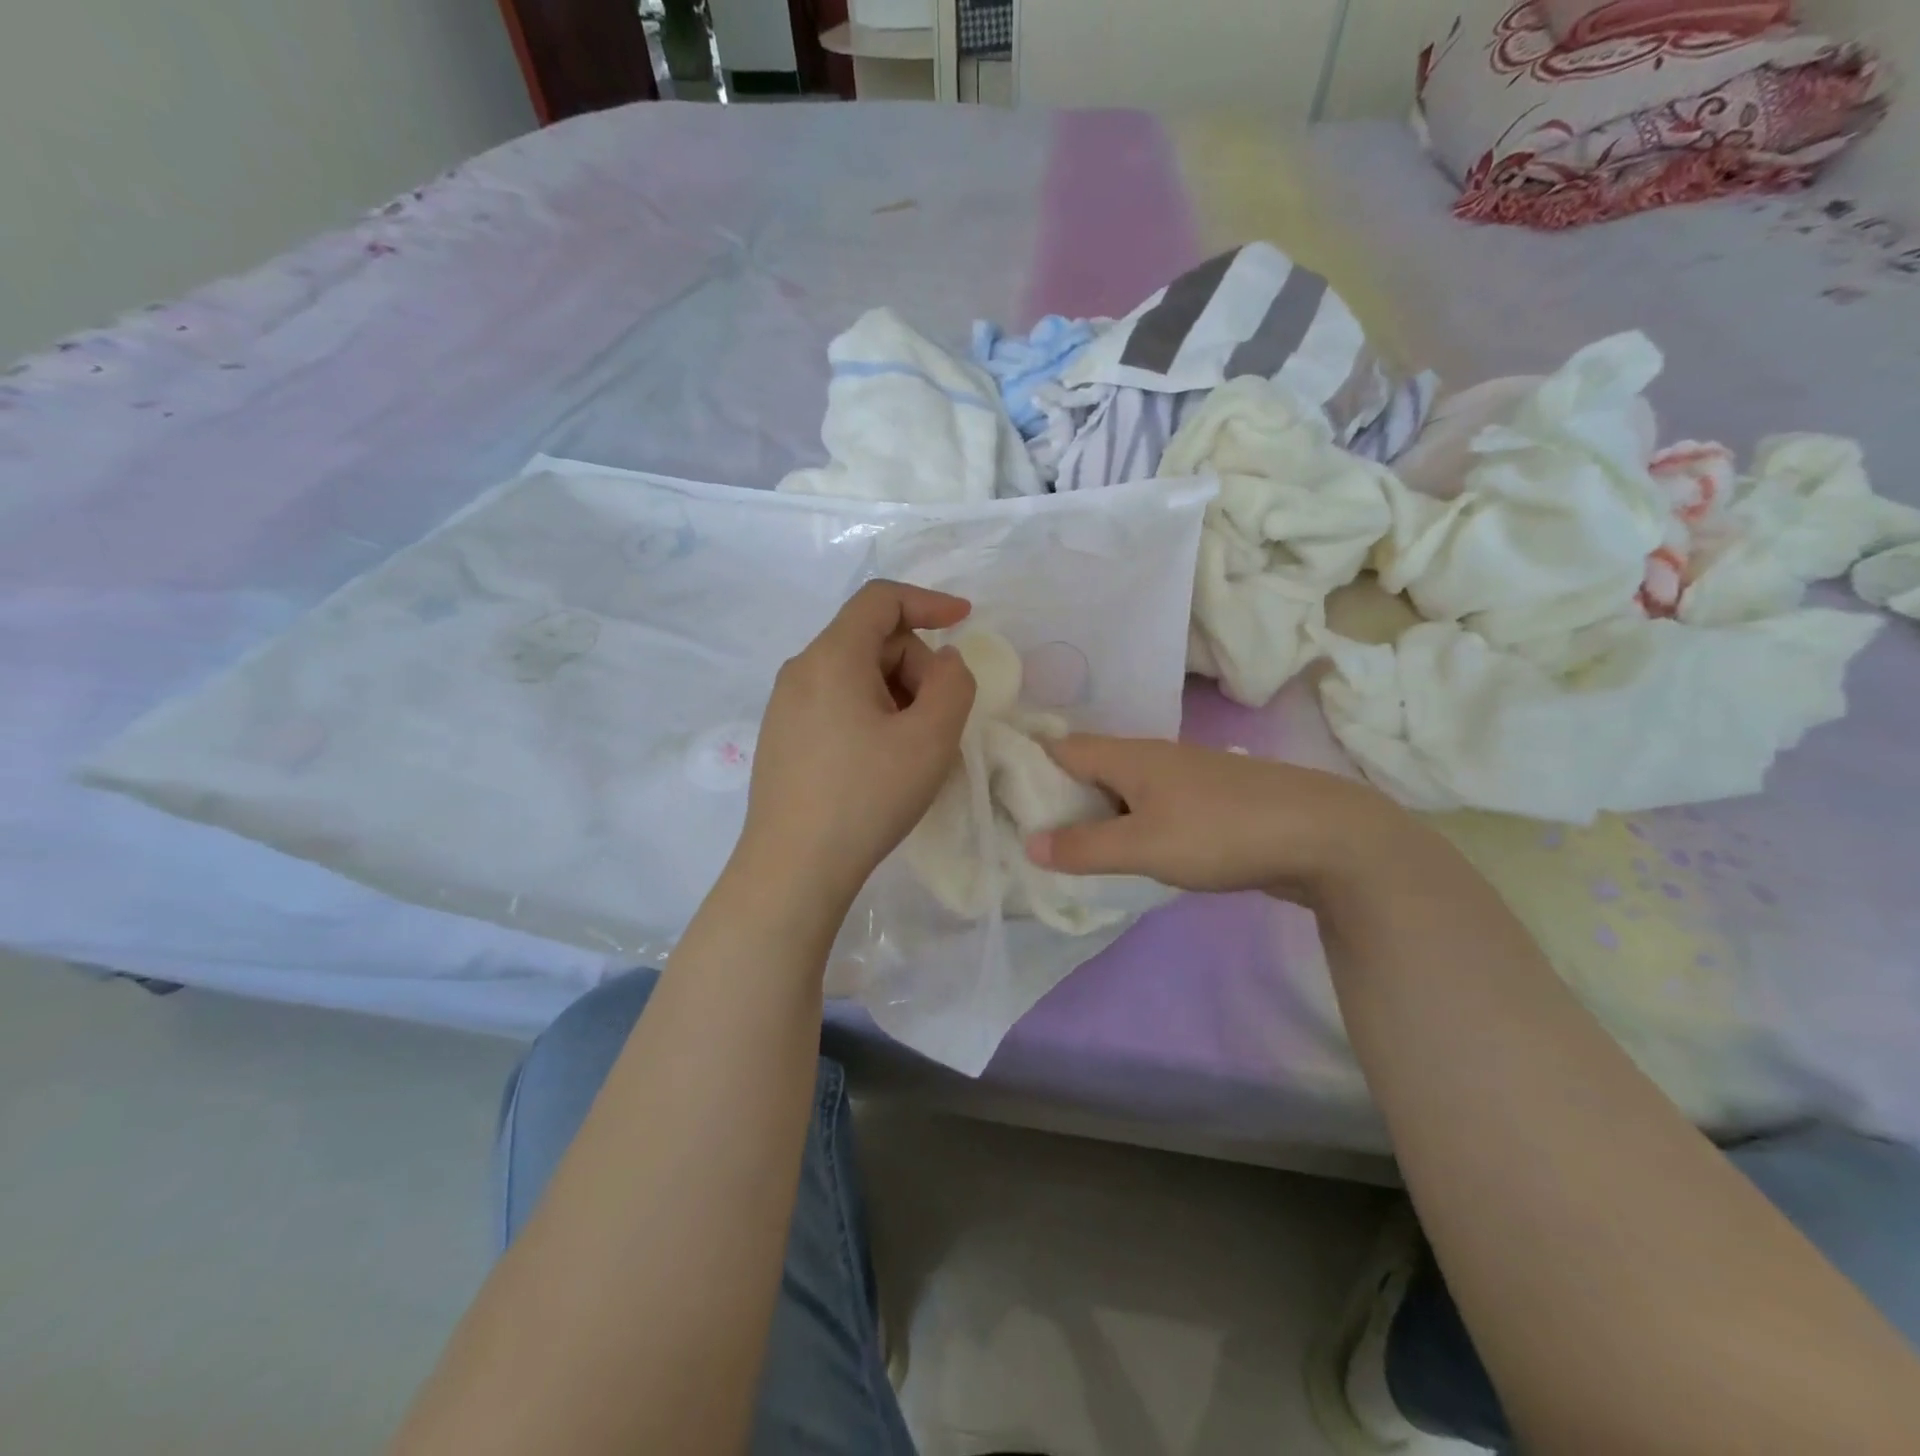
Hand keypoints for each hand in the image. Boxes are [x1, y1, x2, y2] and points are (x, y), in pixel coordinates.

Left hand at [739, 581, 976, 910]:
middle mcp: (800, 670)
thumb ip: (953, 683)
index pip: (881, 599)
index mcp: (832, 656)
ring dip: (896, 695)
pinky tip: (879, 763)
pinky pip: (835, 704)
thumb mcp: (931, 737)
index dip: (929, 601)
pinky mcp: (781, 738)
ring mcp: (784, 706)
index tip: (965, 620)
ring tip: (911, 749)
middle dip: (915, 666)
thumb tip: (942, 662)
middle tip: (937, 721)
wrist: (793, 868)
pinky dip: (870, 715)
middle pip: (871, 640)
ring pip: (854, 675)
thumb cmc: (866, 796)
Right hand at [1025, 736, 1403, 902]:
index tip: (998, 790)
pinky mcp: (1207, 801)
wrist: (1322, 835)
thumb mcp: (1143, 845)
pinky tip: (1127, 850)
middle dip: (1057, 793)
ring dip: (1094, 811)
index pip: (1061, 748)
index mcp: (1129, 756)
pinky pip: (1149, 805)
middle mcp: (1152, 756)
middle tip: (1026, 829)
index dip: (1027, 763)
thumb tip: (1029, 843)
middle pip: (1089, 766)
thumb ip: (1085, 847)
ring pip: (1121, 788)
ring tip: (1068, 845)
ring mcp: (1183, 777)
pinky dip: (1127, 822)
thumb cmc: (1221, 832)